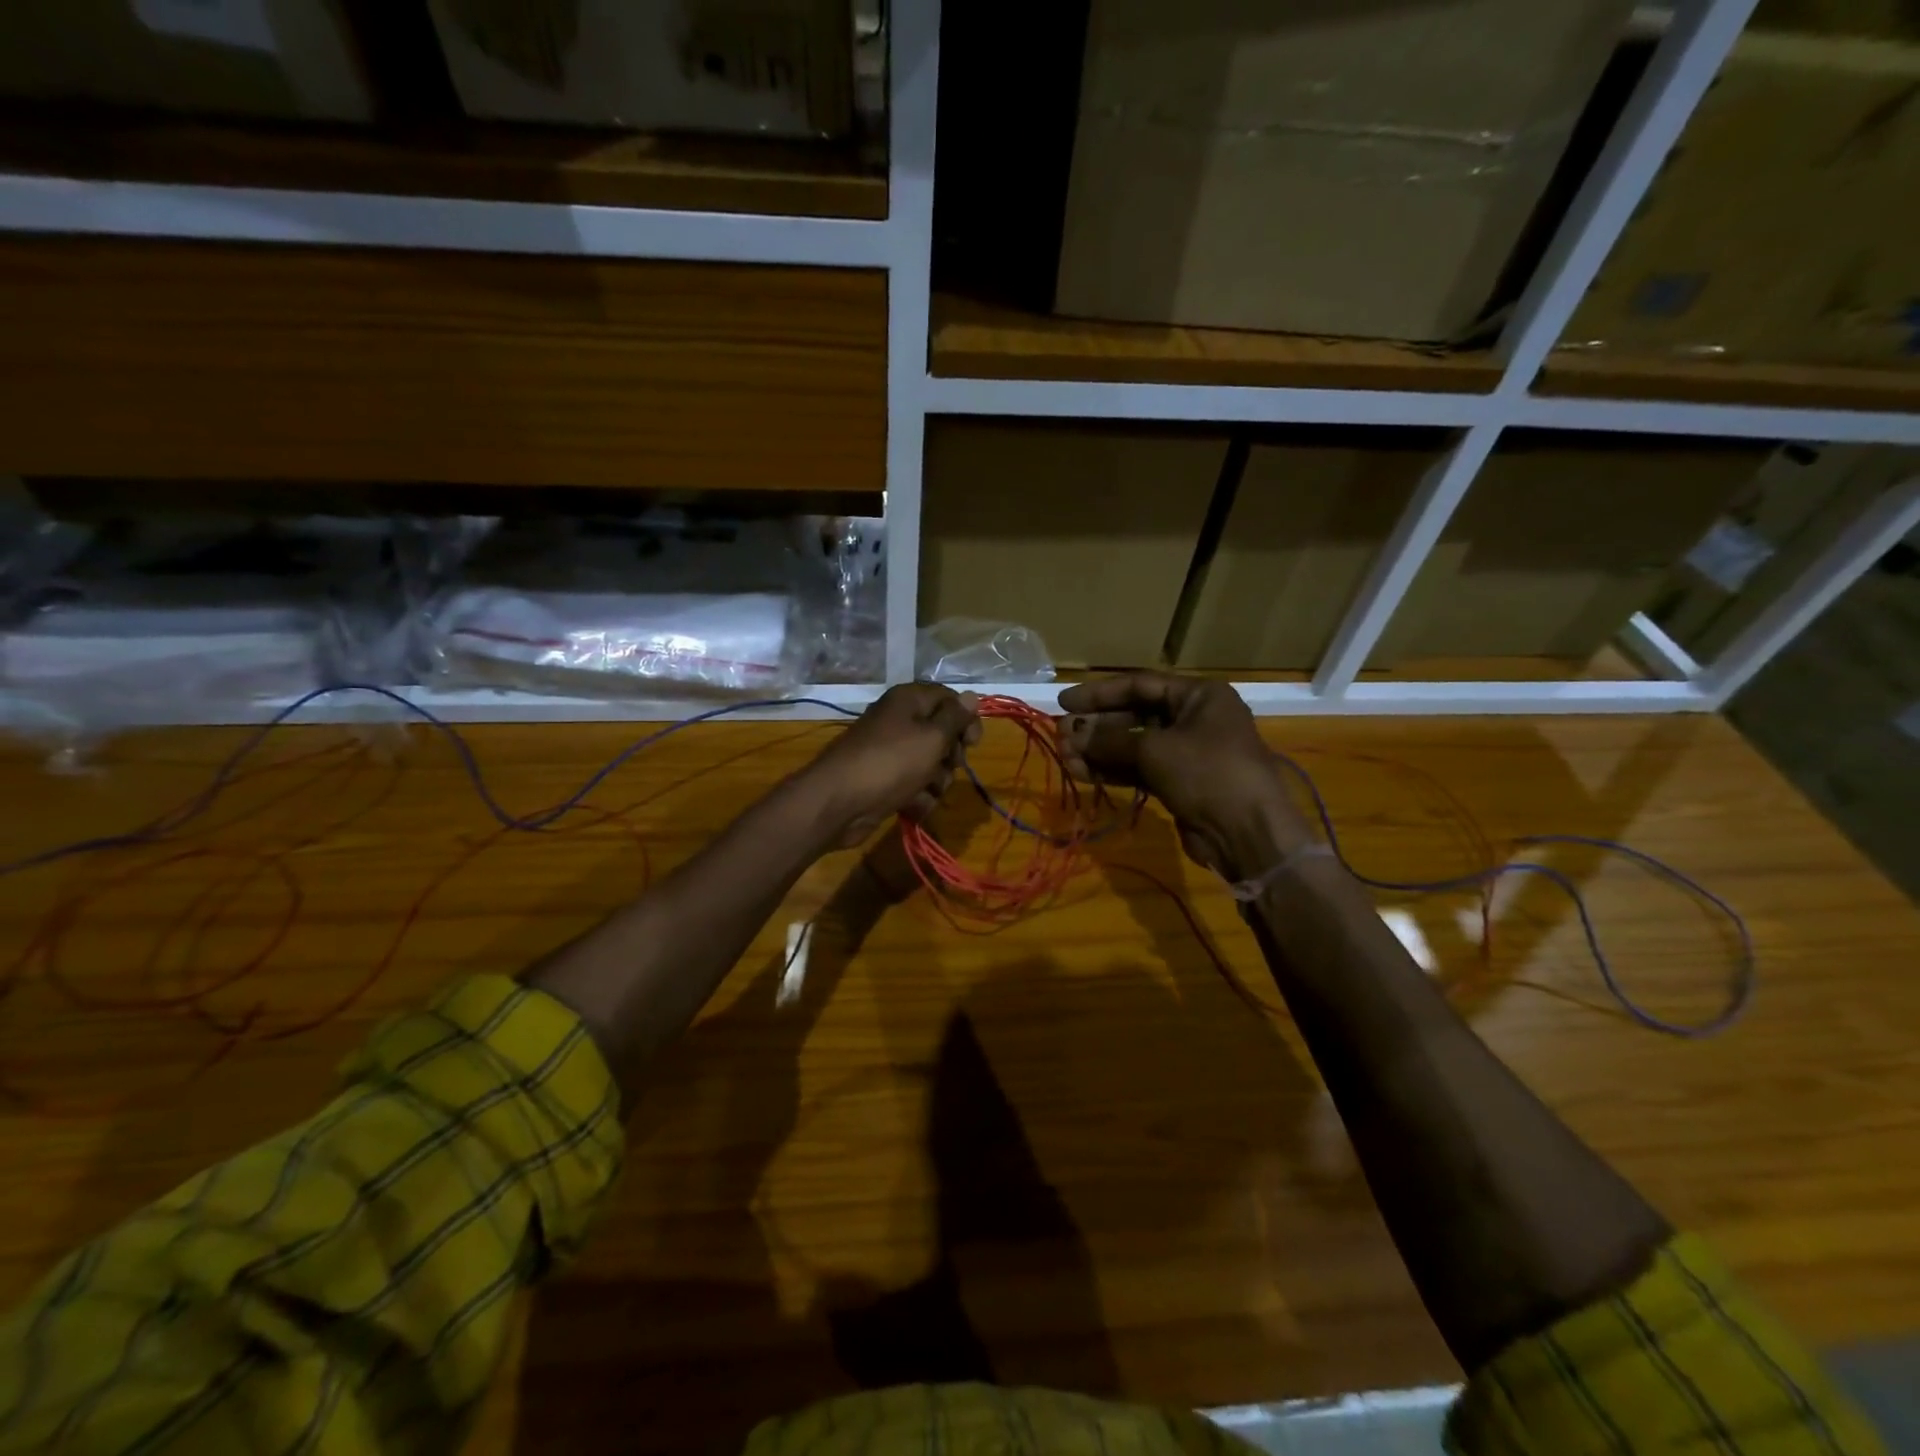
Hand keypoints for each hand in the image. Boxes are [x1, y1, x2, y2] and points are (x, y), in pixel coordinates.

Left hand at [801, 684, 981, 849]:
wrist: (838, 802)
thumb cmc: (891, 763)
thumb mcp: (931, 737)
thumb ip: (955, 717)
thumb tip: (972, 695)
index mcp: (908, 701)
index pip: (948, 699)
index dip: (965, 719)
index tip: (973, 743)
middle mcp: (899, 722)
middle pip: (941, 734)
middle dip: (951, 756)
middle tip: (949, 766)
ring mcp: (890, 753)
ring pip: (930, 764)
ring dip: (937, 781)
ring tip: (927, 791)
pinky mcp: (884, 780)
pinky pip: (914, 785)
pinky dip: (918, 797)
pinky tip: (912, 806)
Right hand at [1057, 673, 1310, 878]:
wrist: (1248, 833)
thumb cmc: (1207, 773)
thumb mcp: (1155, 750)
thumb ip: (1109, 740)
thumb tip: (1070, 734)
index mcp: (1199, 695)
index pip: (1139, 685)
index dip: (1099, 694)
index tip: (1064, 702)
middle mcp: (1194, 718)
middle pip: (1134, 715)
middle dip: (1096, 727)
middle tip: (1061, 735)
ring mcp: (1187, 752)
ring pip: (1134, 745)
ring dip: (1099, 751)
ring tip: (1065, 757)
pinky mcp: (1180, 782)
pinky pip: (1139, 769)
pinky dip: (1112, 770)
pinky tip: (1082, 773)